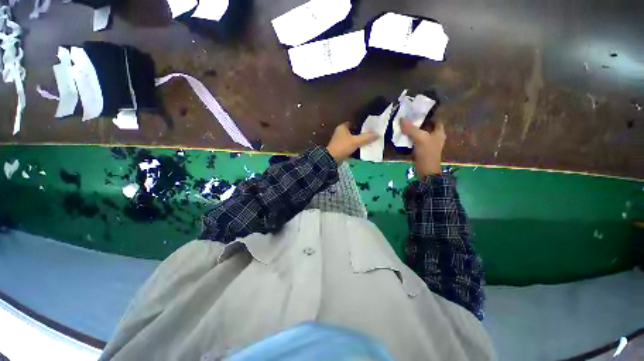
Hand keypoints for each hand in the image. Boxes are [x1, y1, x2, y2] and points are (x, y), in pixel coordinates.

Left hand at [326, 122, 377, 162]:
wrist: (332, 159)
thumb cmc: (343, 146)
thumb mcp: (356, 141)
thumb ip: (366, 137)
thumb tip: (378, 134)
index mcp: (342, 128)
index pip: (352, 123)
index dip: (360, 125)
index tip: (368, 129)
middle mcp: (340, 133)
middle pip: (352, 132)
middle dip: (360, 135)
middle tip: (369, 137)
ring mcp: (339, 142)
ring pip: (351, 140)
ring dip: (357, 142)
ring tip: (367, 144)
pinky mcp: (340, 149)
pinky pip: (349, 147)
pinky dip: (354, 149)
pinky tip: (361, 151)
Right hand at [401, 119, 445, 177]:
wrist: (426, 170)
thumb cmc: (427, 153)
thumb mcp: (420, 138)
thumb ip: (411, 129)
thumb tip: (402, 118)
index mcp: (439, 132)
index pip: (435, 120)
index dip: (428, 115)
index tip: (417, 111)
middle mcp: (434, 137)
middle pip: (426, 126)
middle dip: (417, 122)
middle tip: (407, 118)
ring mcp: (427, 144)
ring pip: (419, 134)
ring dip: (412, 131)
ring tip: (403, 125)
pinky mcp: (420, 150)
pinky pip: (415, 141)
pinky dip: (409, 138)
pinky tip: (402, 136)